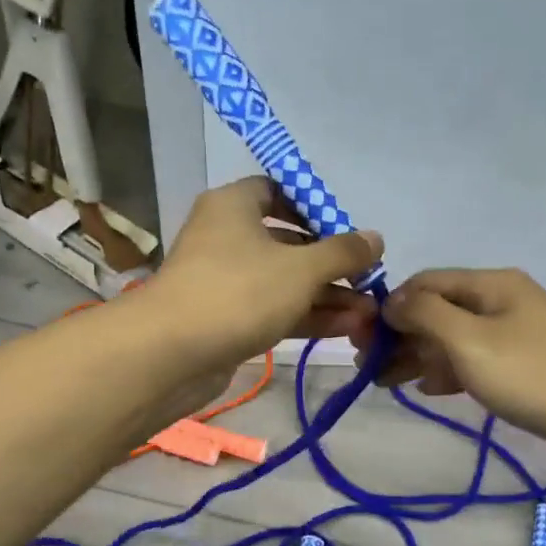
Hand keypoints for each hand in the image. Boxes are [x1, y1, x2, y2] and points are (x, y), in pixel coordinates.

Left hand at [145, 176, 383, 375]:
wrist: (169, 353)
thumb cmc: (238, 291)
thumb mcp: (301, 268)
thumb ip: (342, 252)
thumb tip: (376, 238)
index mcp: (234, 205)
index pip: (278, 191)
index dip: (315, 208)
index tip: (348, 233)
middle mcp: (226, 236)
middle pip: (287, 241)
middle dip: (331, 264)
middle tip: (368, 281)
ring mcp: (224, 280)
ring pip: (283, 281)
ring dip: (325, 295)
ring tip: (369, 312)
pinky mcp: (225, 318)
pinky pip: (272, 309)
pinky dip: (305, 315)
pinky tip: (346, 327)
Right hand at [368, 268, 545, 442]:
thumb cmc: (533, 374)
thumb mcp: (469, 340)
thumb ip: (424, 314)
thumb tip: (391, 300)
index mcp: (490, 285)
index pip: (425, 282)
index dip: (390, 306)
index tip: (361, 338)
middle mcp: (501, 301)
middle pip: (439, 310)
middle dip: (400, 335)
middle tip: (367, 365)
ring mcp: (515, 334)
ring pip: (454, 339)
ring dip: (419, 356)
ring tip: (385, 381)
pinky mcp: (525, 366)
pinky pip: (474, 361)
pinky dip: (447, 371)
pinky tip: (427, 389)